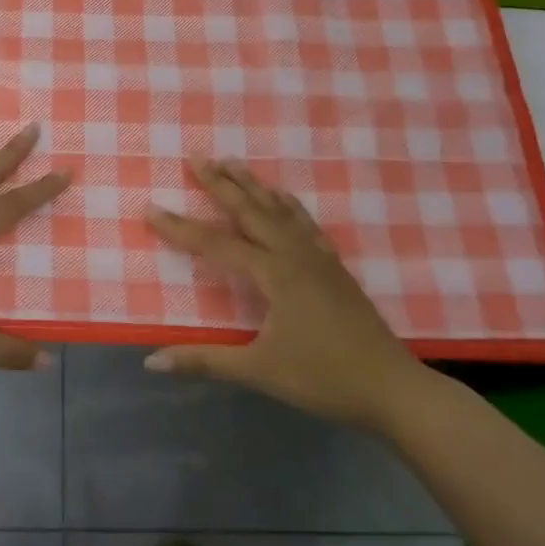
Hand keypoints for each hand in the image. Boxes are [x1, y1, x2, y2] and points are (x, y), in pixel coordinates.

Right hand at [145, 159, 434, 433]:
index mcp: (275, 275)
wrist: (393, 389)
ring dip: (253, 186)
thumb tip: (151, 360)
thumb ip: (205, 360)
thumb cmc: (323, 379)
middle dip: (221, 184)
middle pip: (251, 211)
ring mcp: (318, 258)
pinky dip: (288, 205)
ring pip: (279, 211)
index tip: (151, 208)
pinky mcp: (334, 268)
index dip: (181, 229)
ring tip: (233, 162)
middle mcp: (295, 255)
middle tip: (197, 157)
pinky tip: (283, 198)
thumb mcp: (259, 371)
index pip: (217, 245)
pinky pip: (305, 224)